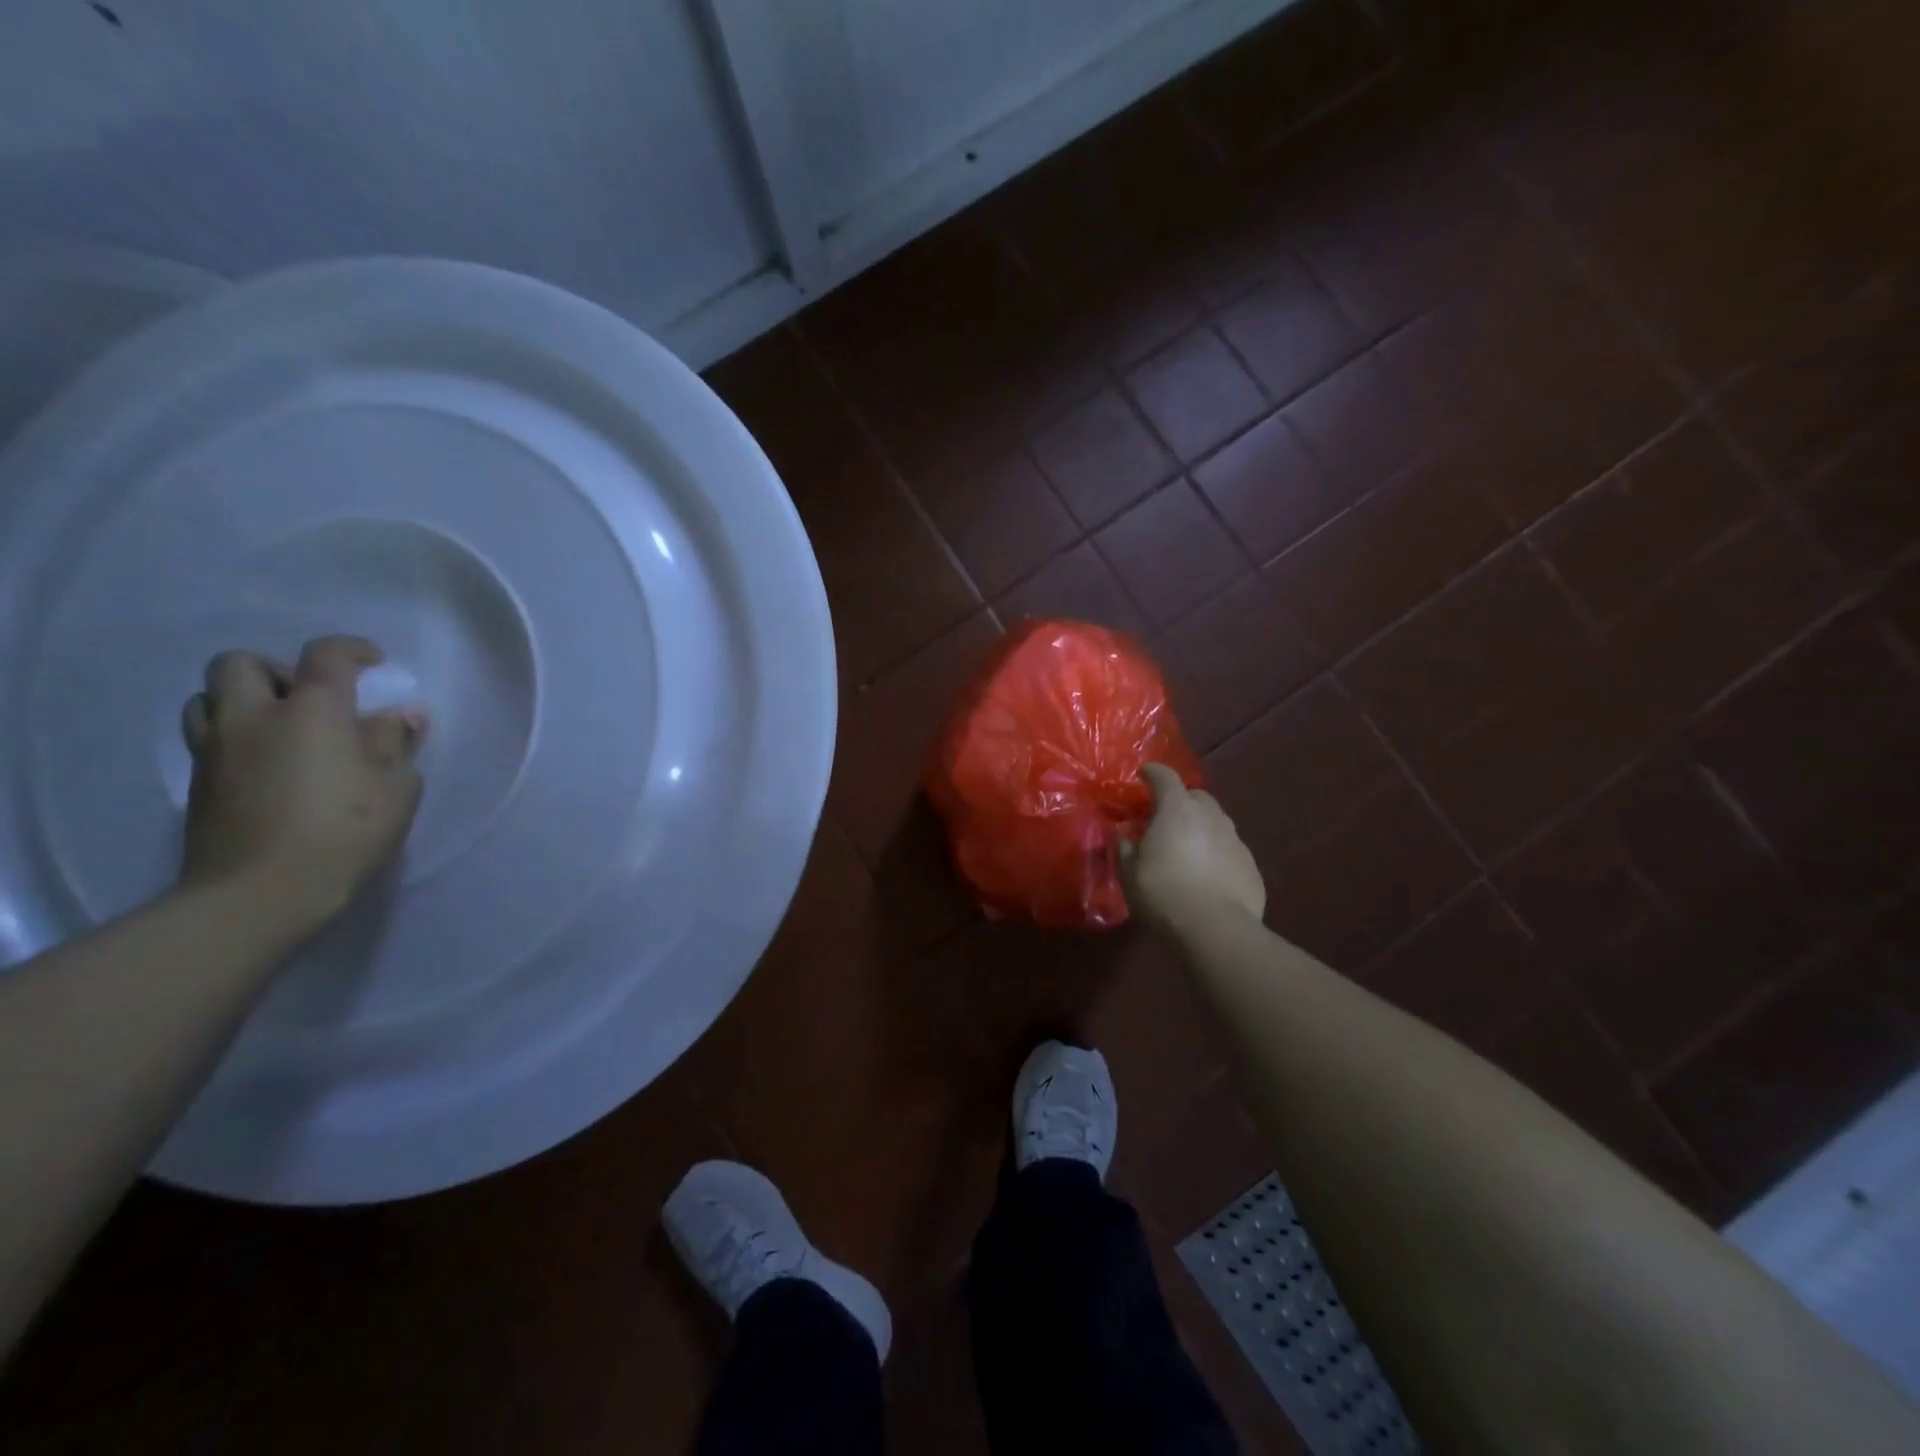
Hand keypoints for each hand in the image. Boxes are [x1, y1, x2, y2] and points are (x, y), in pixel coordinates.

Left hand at [179, 635, 424, 934]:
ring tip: (280, 726)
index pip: (325, 656)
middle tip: (311, 697)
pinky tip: (266, 764)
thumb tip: (402, 714)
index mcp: (311, 712)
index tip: (373, 660)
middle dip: (277, 669)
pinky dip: (234, 735)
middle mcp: (253, 718)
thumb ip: (396, 742)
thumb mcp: (396, 787)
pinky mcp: (198, 784)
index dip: (351, 649)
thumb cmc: (345, 831)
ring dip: (242, 699)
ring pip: (207, 697)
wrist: (260, 892)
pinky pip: (207, 737)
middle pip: (240, 663)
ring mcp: (216, 751)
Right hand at [1119, 763, 1265, 935]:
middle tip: (1165, 818)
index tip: (1144, 773)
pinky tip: (1208, 875)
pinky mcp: (1251, 865)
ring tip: (1187, 849)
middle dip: (1181, 801)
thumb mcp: (1129, 873)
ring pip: (1216, 822)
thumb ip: (1126, 848)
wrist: (1216, 929)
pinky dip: (1217, 854)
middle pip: (1196, 796)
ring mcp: (1235, 840)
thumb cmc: (1164, 893)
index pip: (1165, 777)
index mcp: (1177, 810)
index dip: (1153, 772)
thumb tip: (1126, 837)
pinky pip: (1229, 850)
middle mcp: (1210, 816)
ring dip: (1201, 828)